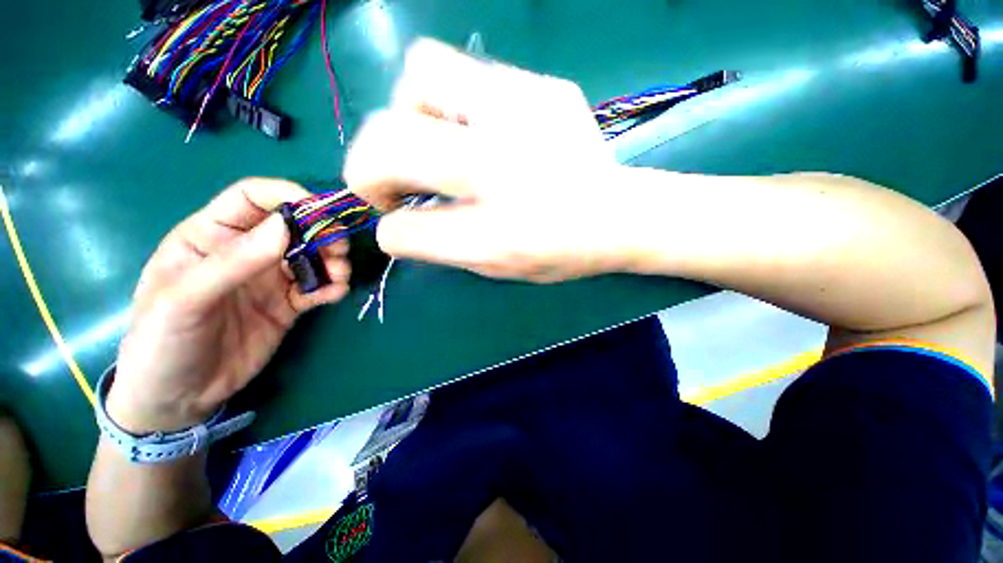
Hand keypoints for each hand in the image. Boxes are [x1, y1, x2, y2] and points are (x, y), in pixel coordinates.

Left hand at [107, 179, 349, 433]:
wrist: (178, 398)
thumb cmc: (163, 342)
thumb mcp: (186, 299)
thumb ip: (234, 261)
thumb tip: (286, 225)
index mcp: (210, 236)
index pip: (252, 198)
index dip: (287, 196)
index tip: (321, 211)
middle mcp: (245, 252)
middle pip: (294, 226)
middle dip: (322, 232)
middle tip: (340, 249)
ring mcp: (269, 279)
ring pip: (313, 256)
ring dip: (333, 260)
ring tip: (339, 276)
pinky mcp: (287, 304)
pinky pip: (317, 287)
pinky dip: (333, 286)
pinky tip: (335, 294)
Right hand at [344, 38, 629, 281]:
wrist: (619, 216)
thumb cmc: (559, 252)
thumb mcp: (496, 267)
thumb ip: (441, 246)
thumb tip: (398, 222)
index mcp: (495, 236)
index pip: (404, 231)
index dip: (390, 229)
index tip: (396, 220)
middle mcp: (503, 170)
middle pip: (388, 139)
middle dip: (368, 164)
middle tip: (393, 181)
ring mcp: (525, 114)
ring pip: (420, 74)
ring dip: (406, 113)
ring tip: (432, 141)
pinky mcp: (543, 87)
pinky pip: (465, 70)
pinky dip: (450, 101)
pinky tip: (474, 127)